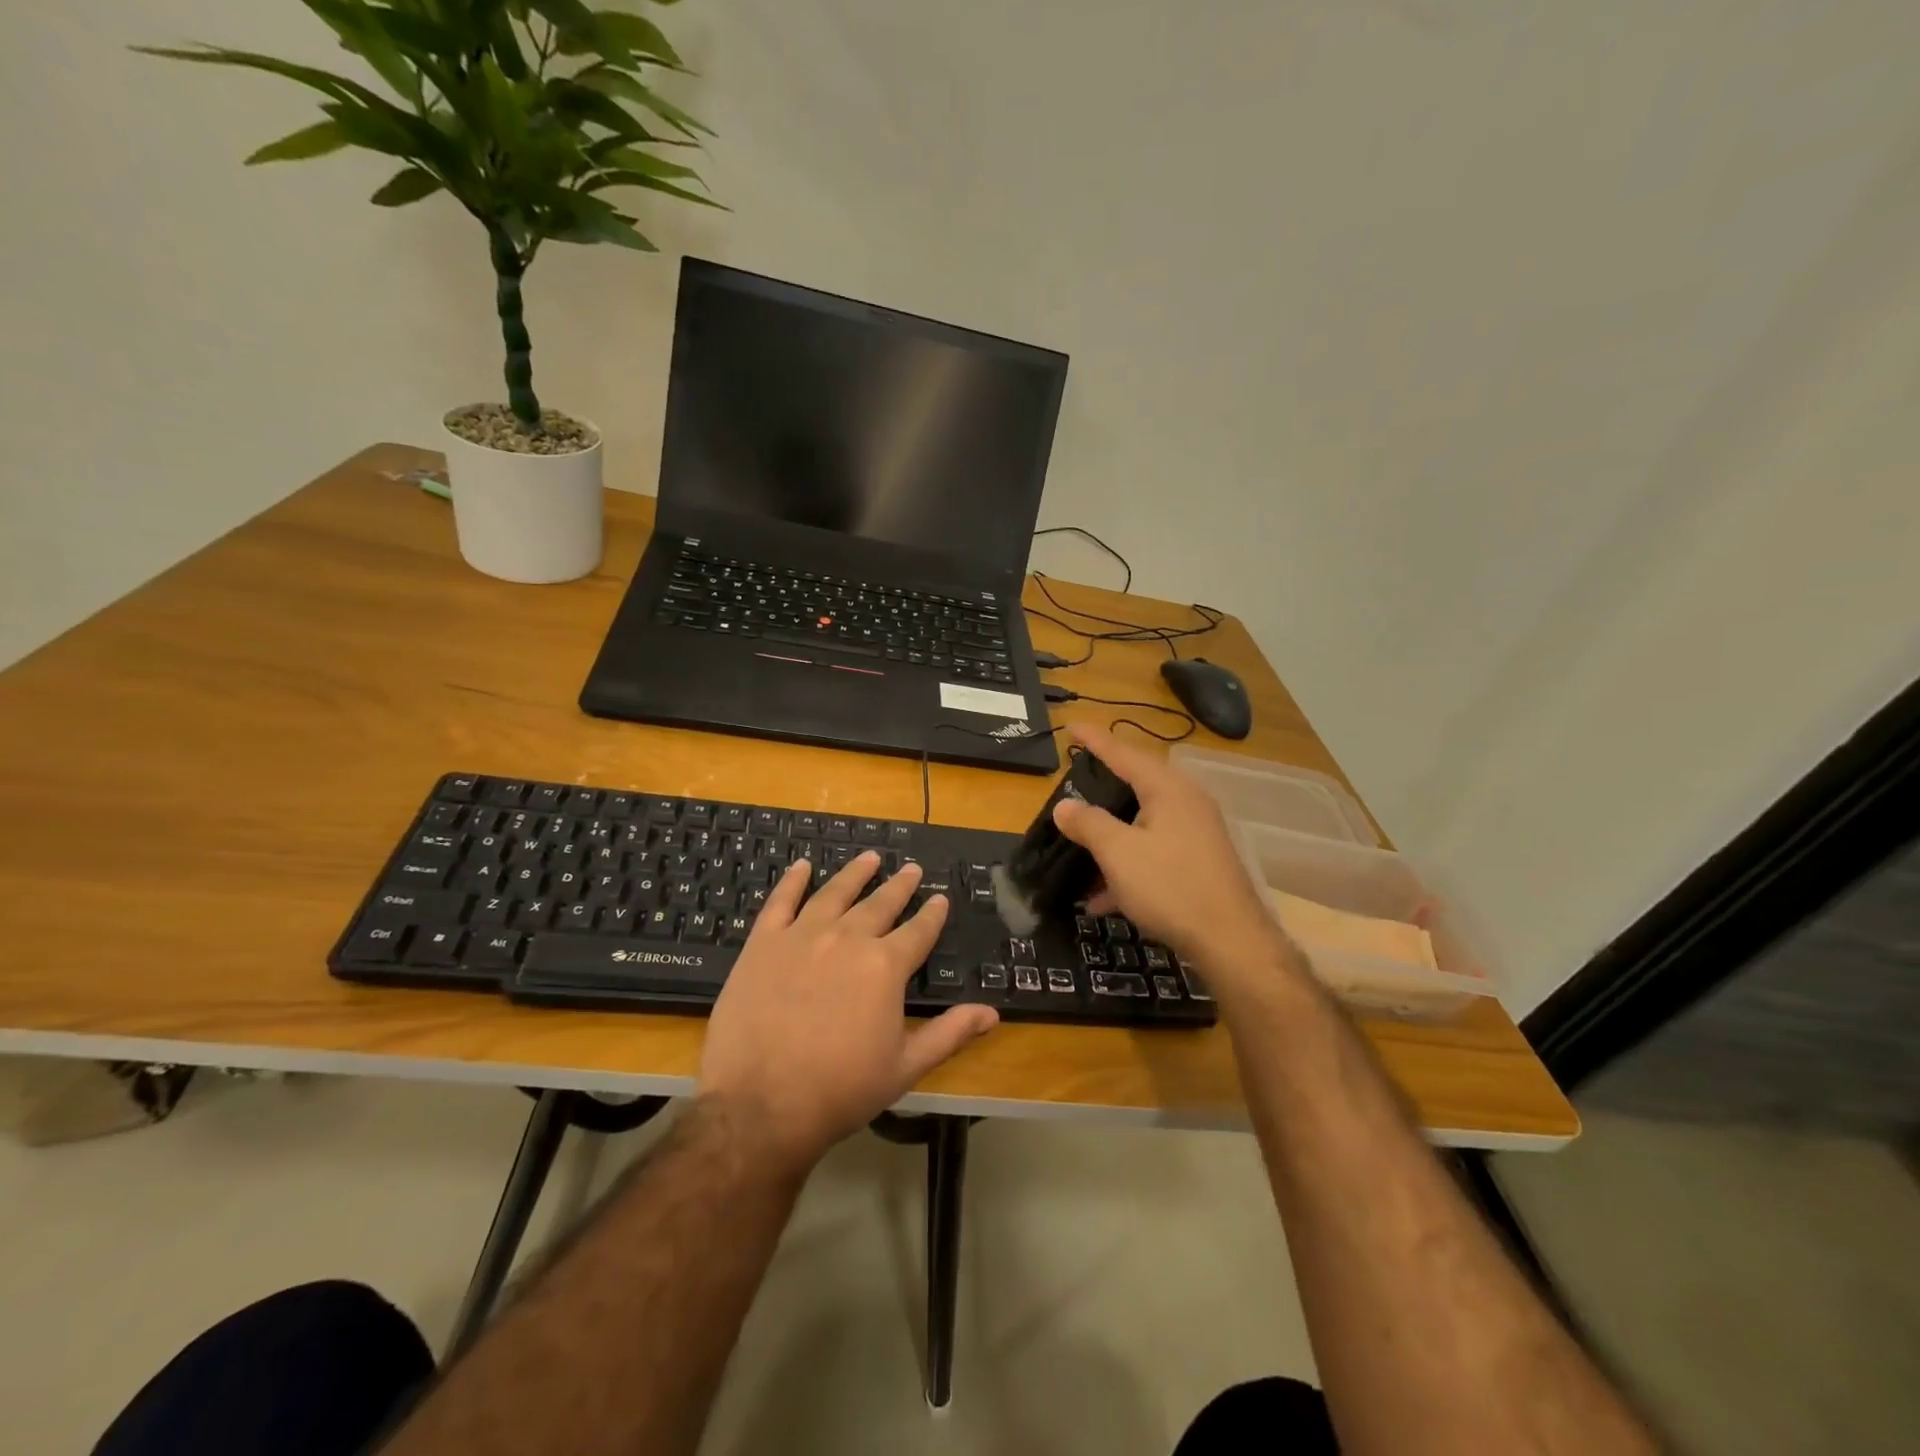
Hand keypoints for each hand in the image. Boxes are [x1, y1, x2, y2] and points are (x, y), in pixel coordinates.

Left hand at [698, 851, 998, 1174]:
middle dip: (900, 886)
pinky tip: (802, 867)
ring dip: (855, 873)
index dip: (932, 914)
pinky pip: (781, 901)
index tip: (940, 898)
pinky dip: (793, 881)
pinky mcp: (764, 943)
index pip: (918, 931)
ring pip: (835, 892)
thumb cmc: (840, 1090)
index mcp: (885, 966)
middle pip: (880, 903)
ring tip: (870, 857)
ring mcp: (802, 935)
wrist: (760, 1103)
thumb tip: (992, 1013)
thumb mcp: (905, 1067)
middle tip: (912, 869)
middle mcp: (848, 938)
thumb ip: (950, 1033)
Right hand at [1051, 724, 1276, 965]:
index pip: (1124, 753)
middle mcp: (1186, 803)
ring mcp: (1196, 834)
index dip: (1095, 740)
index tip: (1071, 726)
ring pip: (1142, 825)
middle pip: (1136, 787)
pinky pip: (1154, 853)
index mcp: (1168, 789)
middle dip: (1101, 792)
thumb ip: (1089, 824)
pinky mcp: (1199, 863)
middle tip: (1073, 788)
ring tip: (1078, 853)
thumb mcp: (1119, 852)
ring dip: (1110, 840)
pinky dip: (1128, 867)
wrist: (1231, 942)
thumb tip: (1065, 806)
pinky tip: (1102, 899)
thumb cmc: (1171, 887)